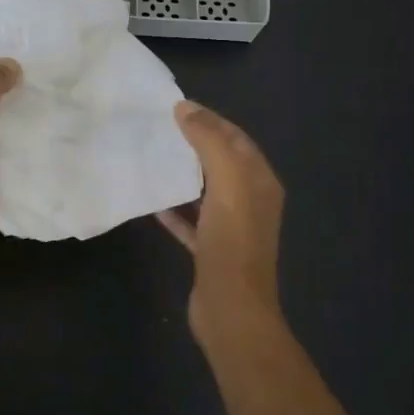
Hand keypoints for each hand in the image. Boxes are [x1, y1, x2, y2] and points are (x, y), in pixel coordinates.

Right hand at [158, 101, 284, 333]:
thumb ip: (209, 141)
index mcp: (260, 182)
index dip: (210, 119)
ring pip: (205, 191)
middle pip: (221, 163)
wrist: (231, 308)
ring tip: (153, 159)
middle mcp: (251, 201)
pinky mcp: (211, 251)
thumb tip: (185, 108)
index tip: (176, 107)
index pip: (236, 138)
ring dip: (183, 175)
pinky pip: (191, 221)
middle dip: (194, 144)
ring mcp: (231, 228)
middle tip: (160, 130)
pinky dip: (175, 210)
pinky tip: (153, 204)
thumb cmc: (233, 240)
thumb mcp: (227, 182)